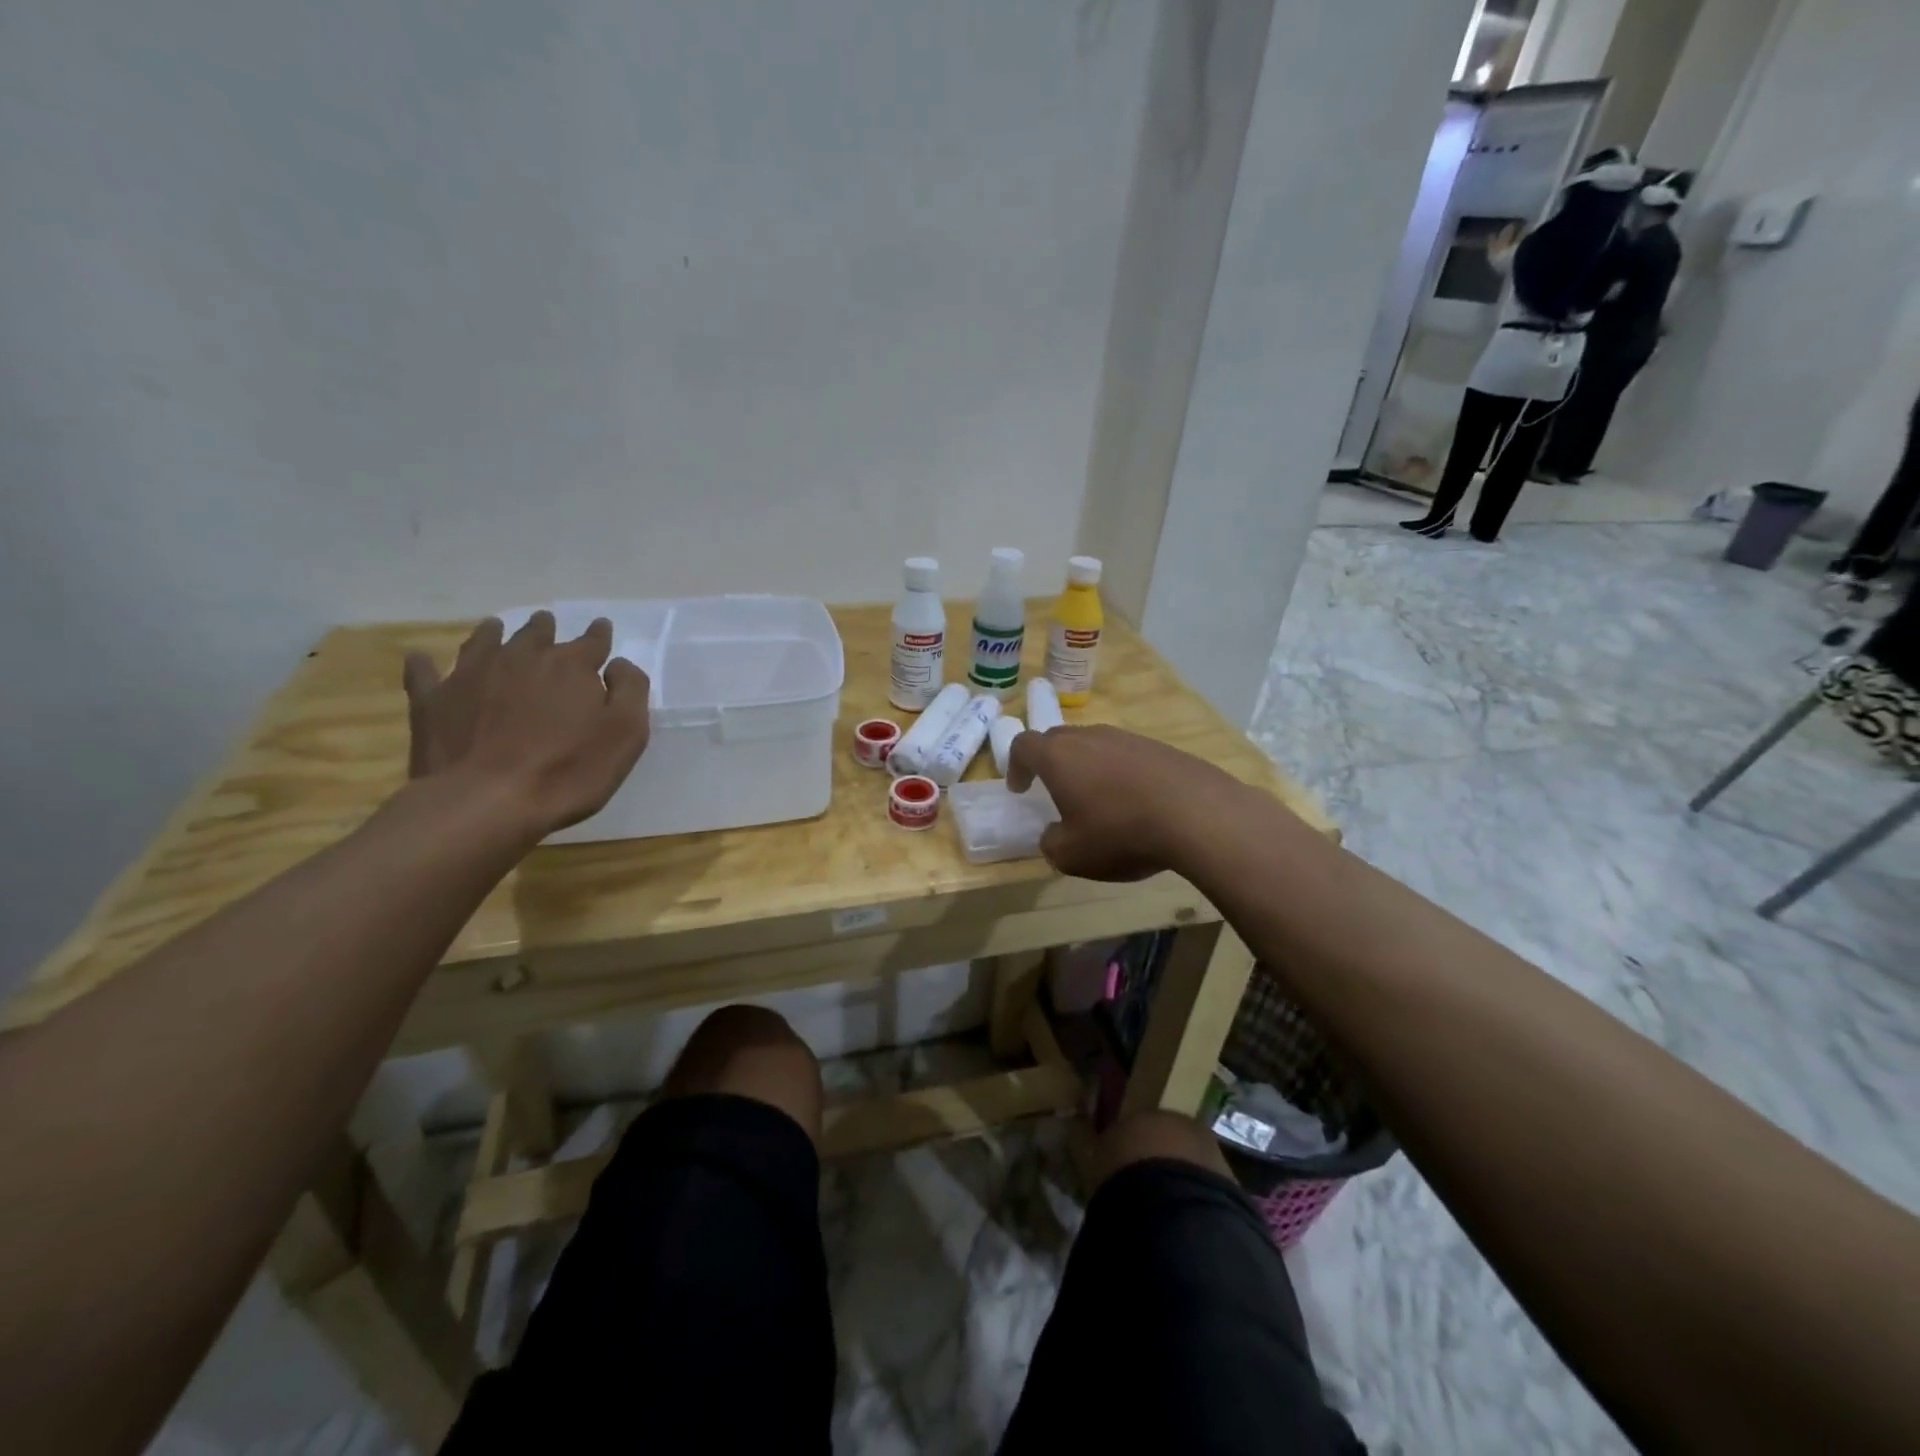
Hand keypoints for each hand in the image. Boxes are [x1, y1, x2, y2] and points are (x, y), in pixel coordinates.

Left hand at [403, 612, 649, 838]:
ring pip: (484, 642)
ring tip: (495, 628)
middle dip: (545, 628)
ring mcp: (471, 675)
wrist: (487, 801)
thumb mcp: (626, 733)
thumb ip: (630, 690)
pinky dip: (425, 664)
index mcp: (571, 666)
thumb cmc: (570, 770)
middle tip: (547, 623)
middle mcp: (522, 658)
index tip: (602, 628)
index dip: (600, 635)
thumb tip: (618, 665)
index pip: (592, 641)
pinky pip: (425, 674)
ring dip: (493, 633)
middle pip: (536, 635)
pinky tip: (421, 658)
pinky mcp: (434, 701)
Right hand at [1006, 725, 1246, 880]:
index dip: (1015, 765)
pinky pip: (1127, 755)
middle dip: (1050, 762)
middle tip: (1054, 789)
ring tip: (1098, 799)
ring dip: (1087, 766)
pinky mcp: (1160, 747)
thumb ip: (1051, 844)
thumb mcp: (1072, 855)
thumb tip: (1053, 835)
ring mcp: (1127, 738)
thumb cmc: (1120, 832)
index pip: (1024, 745)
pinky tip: (1136, 802)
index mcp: (1058, 756)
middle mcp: (1089, 737)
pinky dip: (1120, 773)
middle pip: (1058, 738)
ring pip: (1095, 744)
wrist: (1196, 814)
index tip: (1020, 788)